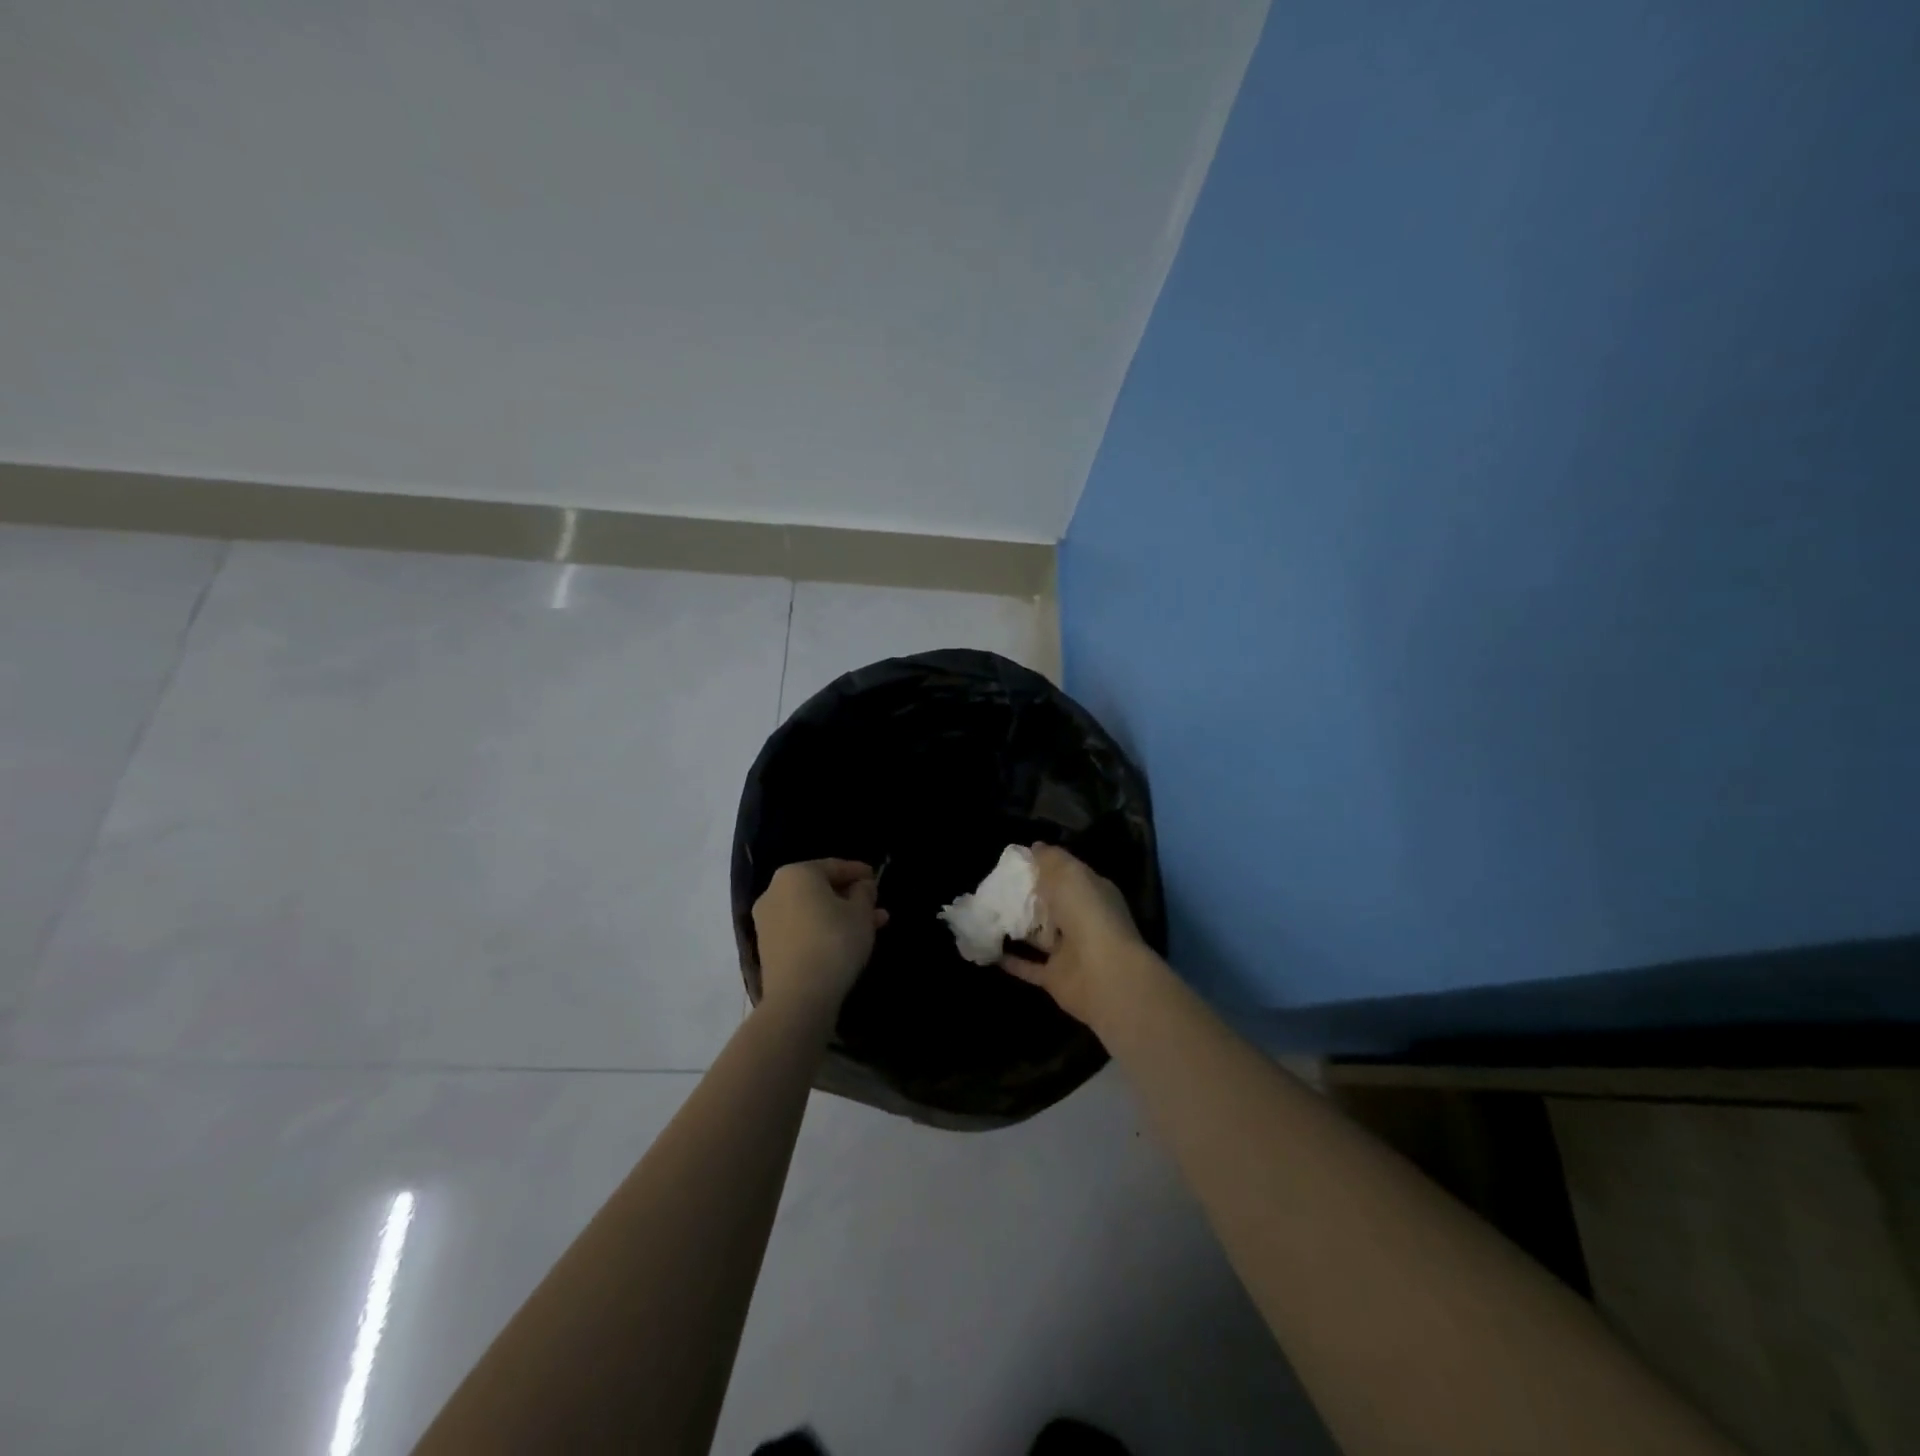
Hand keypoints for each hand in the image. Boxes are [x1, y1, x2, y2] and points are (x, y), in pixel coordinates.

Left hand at [752, 859, 887, 1018]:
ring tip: (871, 926)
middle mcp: (775, 891)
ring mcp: (767, 921)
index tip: (875, 878)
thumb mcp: (860, 913)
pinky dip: (823, 930)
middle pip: (820, 889)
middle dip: (850, 897)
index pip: (833, 866)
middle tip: (875, 906)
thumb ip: (864, 892)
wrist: (798, 996)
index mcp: (796, 874)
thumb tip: (861, 886)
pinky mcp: (768, 947)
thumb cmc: (834, 941)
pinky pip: (801, 929)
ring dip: (840, 915)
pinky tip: (847, 941)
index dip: (858, 872)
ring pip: (812, 911)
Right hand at [1000, 844, 1158, 1036]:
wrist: (1102, 973)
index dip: (1043, 867)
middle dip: (1026, 897)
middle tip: (993, 887)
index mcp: (1092, 892)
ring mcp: (1070, 951)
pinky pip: (1028, 966)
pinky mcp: (1055, 977)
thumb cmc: (1087, 913)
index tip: (1013, 862)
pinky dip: (1009, 959)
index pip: (1067, 875)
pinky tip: (987, 947)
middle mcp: (1082, 920)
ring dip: (1015, 927)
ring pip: (1038, 936)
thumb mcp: (1069, 873)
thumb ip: (1051, 858)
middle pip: (1051, 905)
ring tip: (985, 914)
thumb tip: (1035, 847)